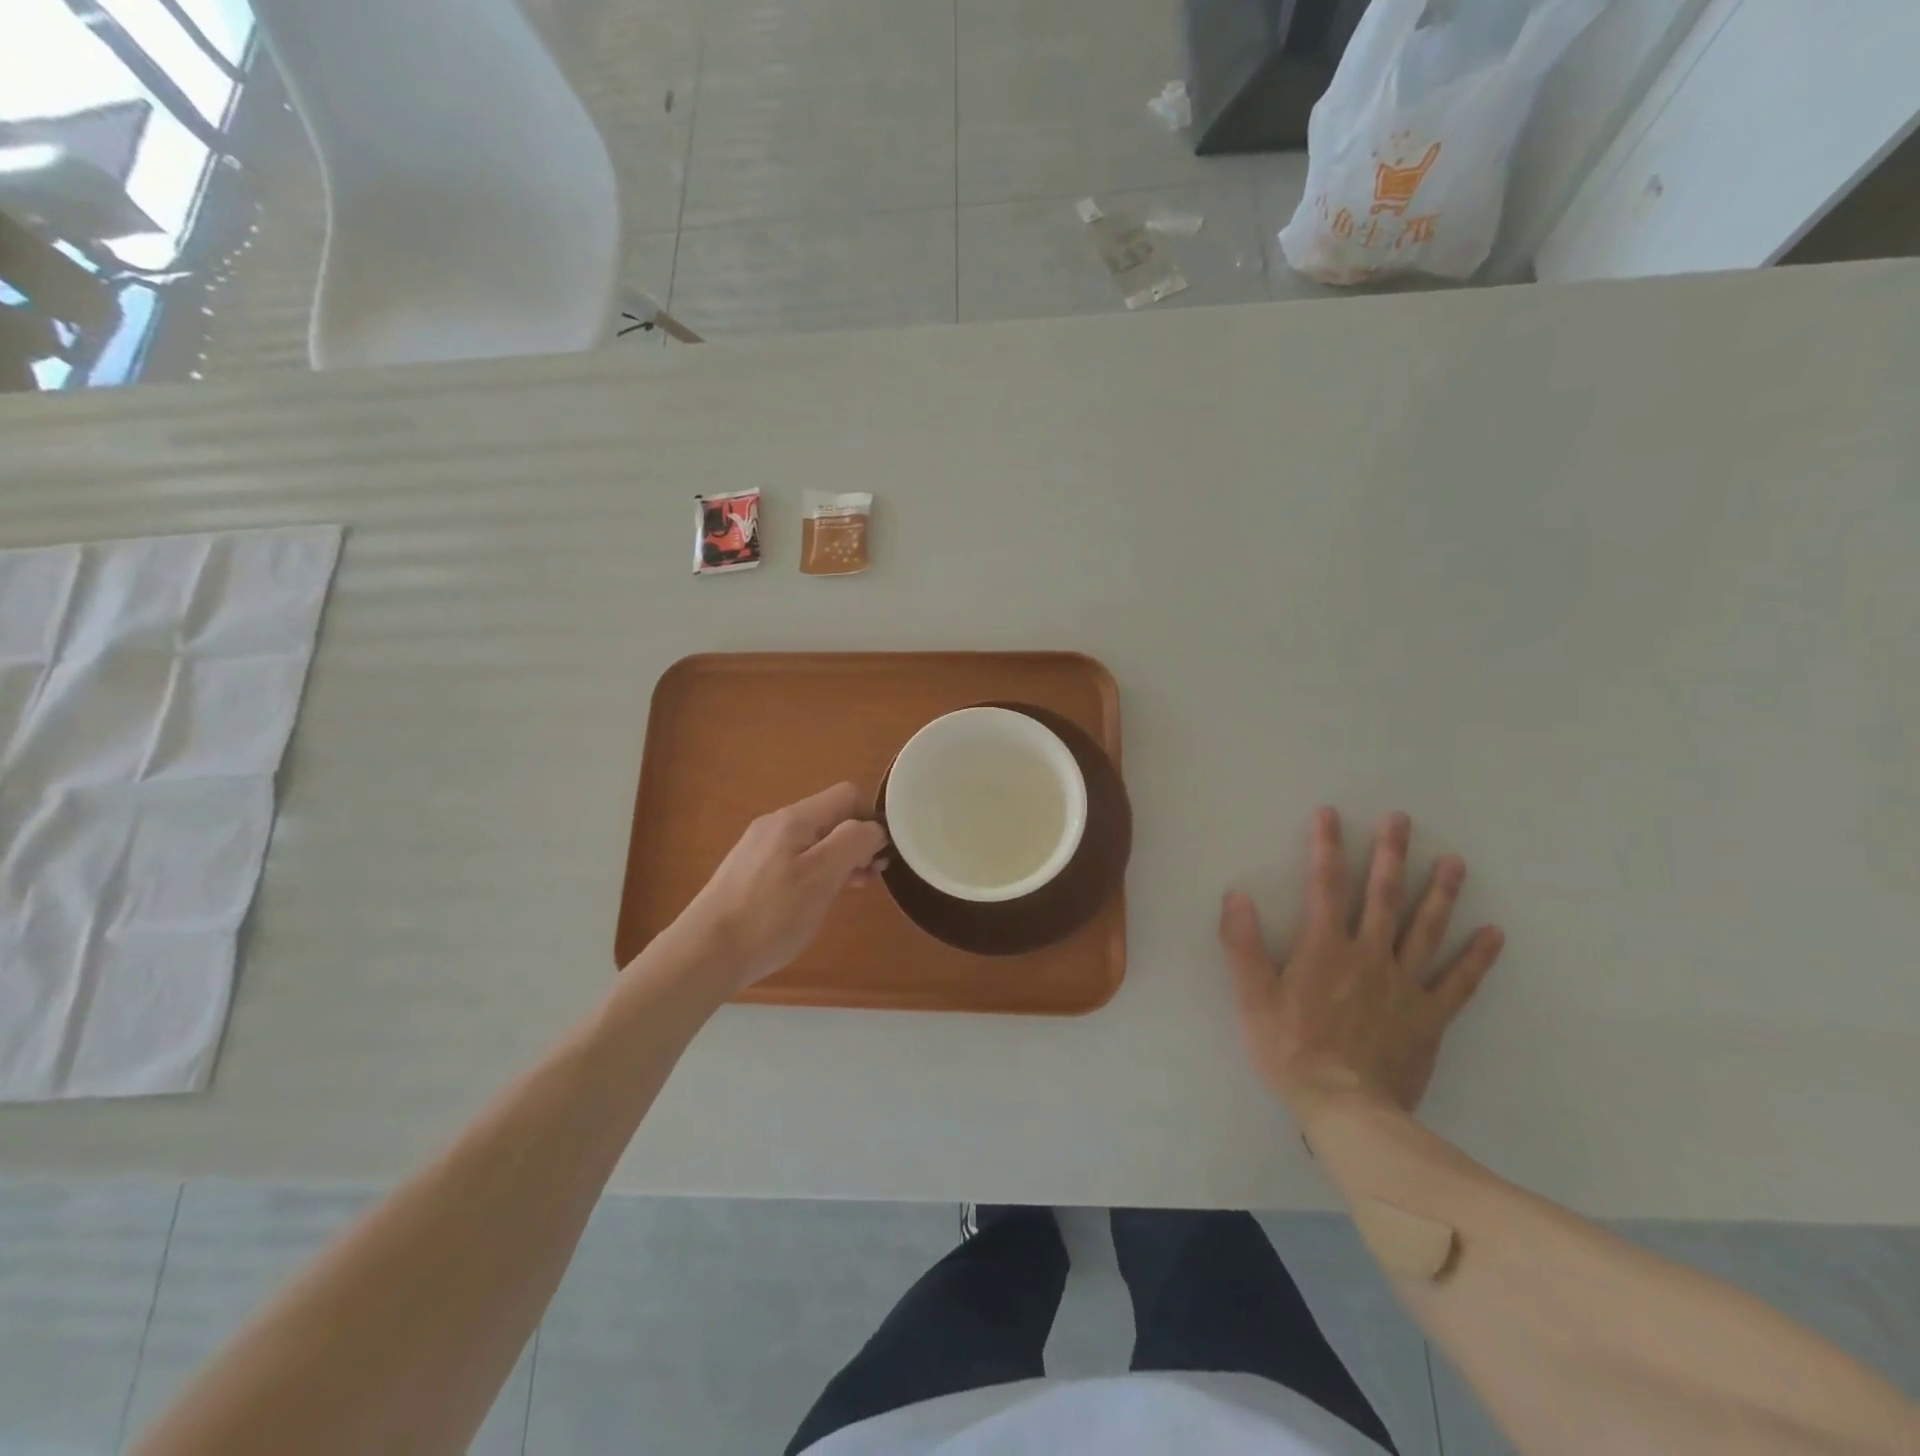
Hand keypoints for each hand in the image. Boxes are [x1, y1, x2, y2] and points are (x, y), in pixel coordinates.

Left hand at [664, 783, 888, 993]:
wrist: (705, 953)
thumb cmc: (770, 914)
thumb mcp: (821, 876)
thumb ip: (852, 842)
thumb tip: (873, 828)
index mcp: (795, 819)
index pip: (847, 795)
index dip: (870, 819)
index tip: (880, 855)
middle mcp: (776, 825)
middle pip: (830, 817)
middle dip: (857, 841)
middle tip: (873, 876)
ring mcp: (761, 849)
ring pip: (815, 840)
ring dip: (840, 859)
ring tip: (855, 888)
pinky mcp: (752, 873)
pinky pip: (797, 860)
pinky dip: (818, 872)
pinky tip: (821, 897)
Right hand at [1220, 808, 1503, 1121]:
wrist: (1347, 1109)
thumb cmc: (1291, 1049)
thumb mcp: (1252, 996)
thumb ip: (1242, 943)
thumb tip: (1236, 894)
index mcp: (1325, 948)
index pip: (1325, 885)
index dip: (1326, 846)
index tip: (1331, 814)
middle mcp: (1369, 955)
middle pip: (1383, 896)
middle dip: (1391, 853)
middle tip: (1401, 819)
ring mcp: (1405, 985)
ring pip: (1426, 929)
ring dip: (1440, 892)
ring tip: (1454, 860)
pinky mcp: (1430, 1017)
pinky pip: (1459, 982)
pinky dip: (1477, 957)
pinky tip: (1493, 933)